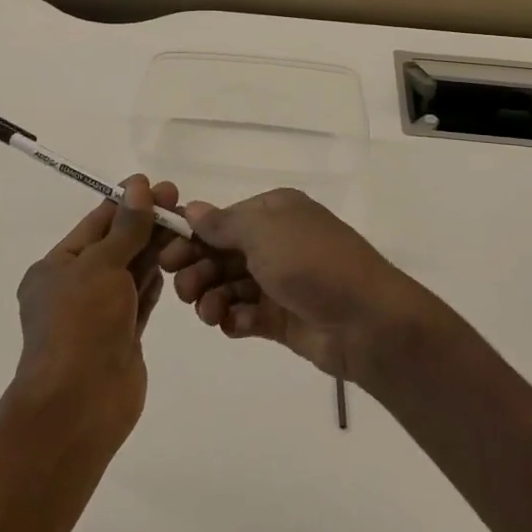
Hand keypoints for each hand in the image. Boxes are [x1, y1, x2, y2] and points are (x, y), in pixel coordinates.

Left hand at [13, 176, 176, 433]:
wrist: (79, 404)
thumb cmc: (80, 324)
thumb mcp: (101, 265)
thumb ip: (126, 227)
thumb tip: (139, 186)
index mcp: (56, 267)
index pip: (96, 224)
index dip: (127, 203)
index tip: (158, 186)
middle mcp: (75, 287)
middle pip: (117, 246)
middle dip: (146, 224)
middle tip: (181, 202)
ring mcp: (100, 314)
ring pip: (131, 272)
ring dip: (156, 249)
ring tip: (188, 226)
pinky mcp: (122, 337)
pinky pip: (141, 299)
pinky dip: (157, 280)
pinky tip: (177, 261)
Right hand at [156, 188, 430, 384]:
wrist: (366, 321)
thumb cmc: (312, 262)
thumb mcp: (264, 231)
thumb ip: (223, 223)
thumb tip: (192, 208)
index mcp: (274, 212)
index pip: (222, 220)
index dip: (192, 236)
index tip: (165, 255)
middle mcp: (275, 243)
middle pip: (220, 254)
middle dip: (197, 268)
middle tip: (184, 287)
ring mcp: (279, 282)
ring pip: (229, 286)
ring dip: (210, 297)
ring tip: (208, 311)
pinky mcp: (281, 318)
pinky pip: (245, 315)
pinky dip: (234, 318)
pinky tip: (233, 324)